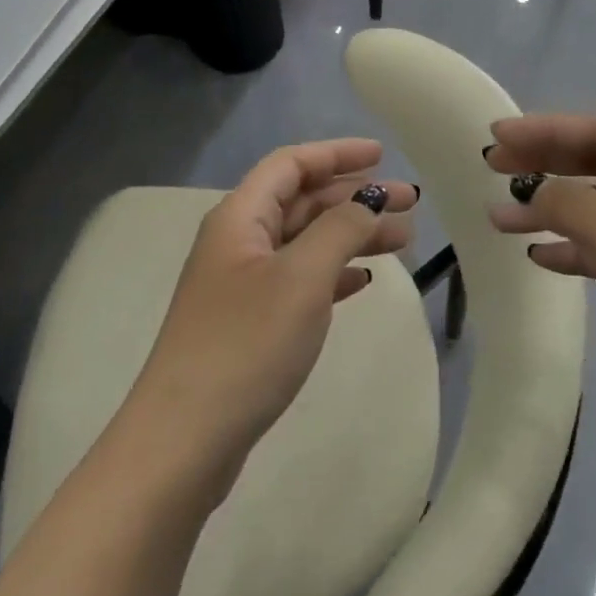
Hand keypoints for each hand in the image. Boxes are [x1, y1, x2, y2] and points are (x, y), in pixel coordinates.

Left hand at [125, 139, 416, 496]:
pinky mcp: (250, 323)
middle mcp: (238, 241)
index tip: (382, 156)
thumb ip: (339, 229)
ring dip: (351, 235)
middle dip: (354, 196)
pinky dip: (333, 272)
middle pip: (302, 200)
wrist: (184, 441)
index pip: (291, 164)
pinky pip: (299, 280)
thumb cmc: (246, 345)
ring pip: (305, 241)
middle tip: (410, 202)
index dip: (337, 154)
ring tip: (402, 240)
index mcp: (240, 217)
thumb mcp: (301, 278)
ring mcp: (242, 284)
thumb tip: (367, 201)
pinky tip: (363, 281)